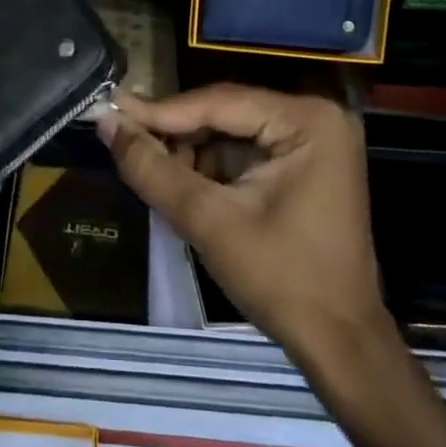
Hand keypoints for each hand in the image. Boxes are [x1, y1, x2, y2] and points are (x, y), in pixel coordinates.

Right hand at [98, 84, 388, 363]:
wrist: (340, 343)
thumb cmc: (281, 279)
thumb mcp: (208, 221)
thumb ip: (152, 169)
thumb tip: (105, 123)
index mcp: (306, 120)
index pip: (218, 103)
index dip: (158, 111)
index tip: (108, 110)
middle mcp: (315, 117)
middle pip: (224, 113)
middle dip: (174, 133)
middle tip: (120, 138)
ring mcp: (313, 140)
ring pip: (229, 132)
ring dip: (189, 151)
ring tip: (146, 168)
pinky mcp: (304, 164)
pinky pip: (244, 151)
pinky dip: (210, 166)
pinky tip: (180, 183)